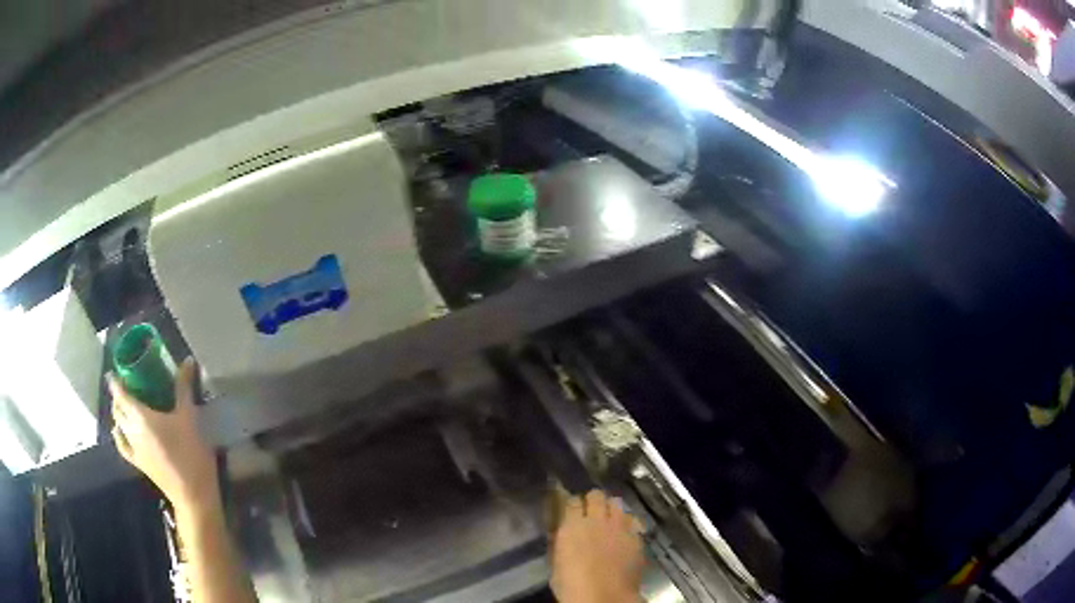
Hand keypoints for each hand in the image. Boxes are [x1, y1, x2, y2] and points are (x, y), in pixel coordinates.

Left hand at [110, 358, 217, 513]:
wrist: (192, 494)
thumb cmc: (190, 453)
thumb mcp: (189, 417)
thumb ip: (184, 388)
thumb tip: (187, 360)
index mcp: (140, 415)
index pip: (120, 393)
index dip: (115, 381)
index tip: (114, 371)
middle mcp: (131, 430)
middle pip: (117, 408)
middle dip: (117, 396)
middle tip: (126, 386)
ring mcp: (134, 448)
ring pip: (117, 426)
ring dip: (118, 414)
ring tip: (124, 407)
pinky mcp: (139, 463)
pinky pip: (122, 446)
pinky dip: (119, 436)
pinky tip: (120, 433)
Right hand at [552, 490, 644, 602]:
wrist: (605, 598)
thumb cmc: (572, 585)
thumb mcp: (556, 563)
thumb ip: (559, 542)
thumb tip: (560, 531)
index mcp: (572, 526)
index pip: (572, 500)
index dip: (572, 504)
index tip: (571, 510)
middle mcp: (597, 520)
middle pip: (597, 495)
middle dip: (593, 501)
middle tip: (590, 513)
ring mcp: (620, 527)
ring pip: (617, 503)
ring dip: (611, 510)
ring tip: (608, 521)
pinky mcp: (636, 536)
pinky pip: (632, 521)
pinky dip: (626, 524)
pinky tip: (623, 535)